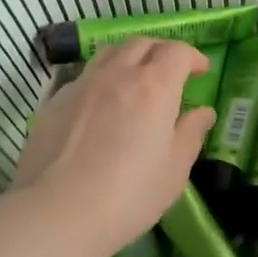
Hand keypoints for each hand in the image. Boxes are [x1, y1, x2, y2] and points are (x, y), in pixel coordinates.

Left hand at [11, 38, 214, 256]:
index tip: (200, 70)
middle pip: (141, 44)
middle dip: (161, 51)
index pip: (176, 52)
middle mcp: (117, 74)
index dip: (192, 56)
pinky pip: (84, 76)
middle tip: (170, 72)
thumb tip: (203, 112)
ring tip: (134, 80)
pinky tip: (101, 105)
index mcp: (153, 86)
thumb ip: (190, 134)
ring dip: (129, 58)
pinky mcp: (54, 101)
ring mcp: (82, 84)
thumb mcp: (174, 170)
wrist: (56, 212)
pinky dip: (102, 79)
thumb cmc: (128, 195)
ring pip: (109, 53)